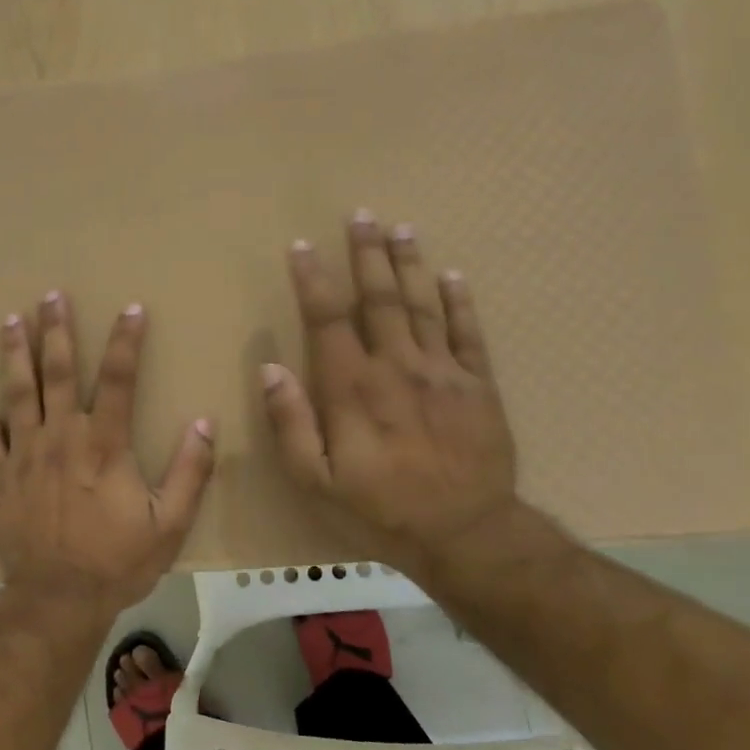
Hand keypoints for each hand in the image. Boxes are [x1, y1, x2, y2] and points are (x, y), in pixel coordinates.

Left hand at [0, 292, 215, 619]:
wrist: (57, 601)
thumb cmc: (117, 562)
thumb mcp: (169, 524)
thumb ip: (190, 472)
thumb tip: (203, 423)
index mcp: (103, 445)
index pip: (117, 379)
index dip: (125, 341)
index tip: (130, 308)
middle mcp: (60, 440)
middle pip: (56, 373)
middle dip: (55, 331)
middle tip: (51, 295)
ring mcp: (24, 458)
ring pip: (16, 396)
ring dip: (14, 356)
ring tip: (9, 322)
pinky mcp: (0, 483)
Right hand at [261, 212, 522, 572]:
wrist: (466, 535)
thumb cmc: (380, 510)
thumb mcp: (316, 481)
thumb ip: (290, 423)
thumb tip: (269, 369)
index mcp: (353, 388)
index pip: (328, 320)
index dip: (313, 280)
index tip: (302, 246)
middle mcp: (397, 367)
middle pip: (379, 298)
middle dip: (366, 254)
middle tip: (361, 215)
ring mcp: (443, 372)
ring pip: (423, 305)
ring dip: (410, 264)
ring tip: (401, 228)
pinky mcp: (479, 386)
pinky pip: (469, 334)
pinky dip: (460, 302)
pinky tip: (453, 276)